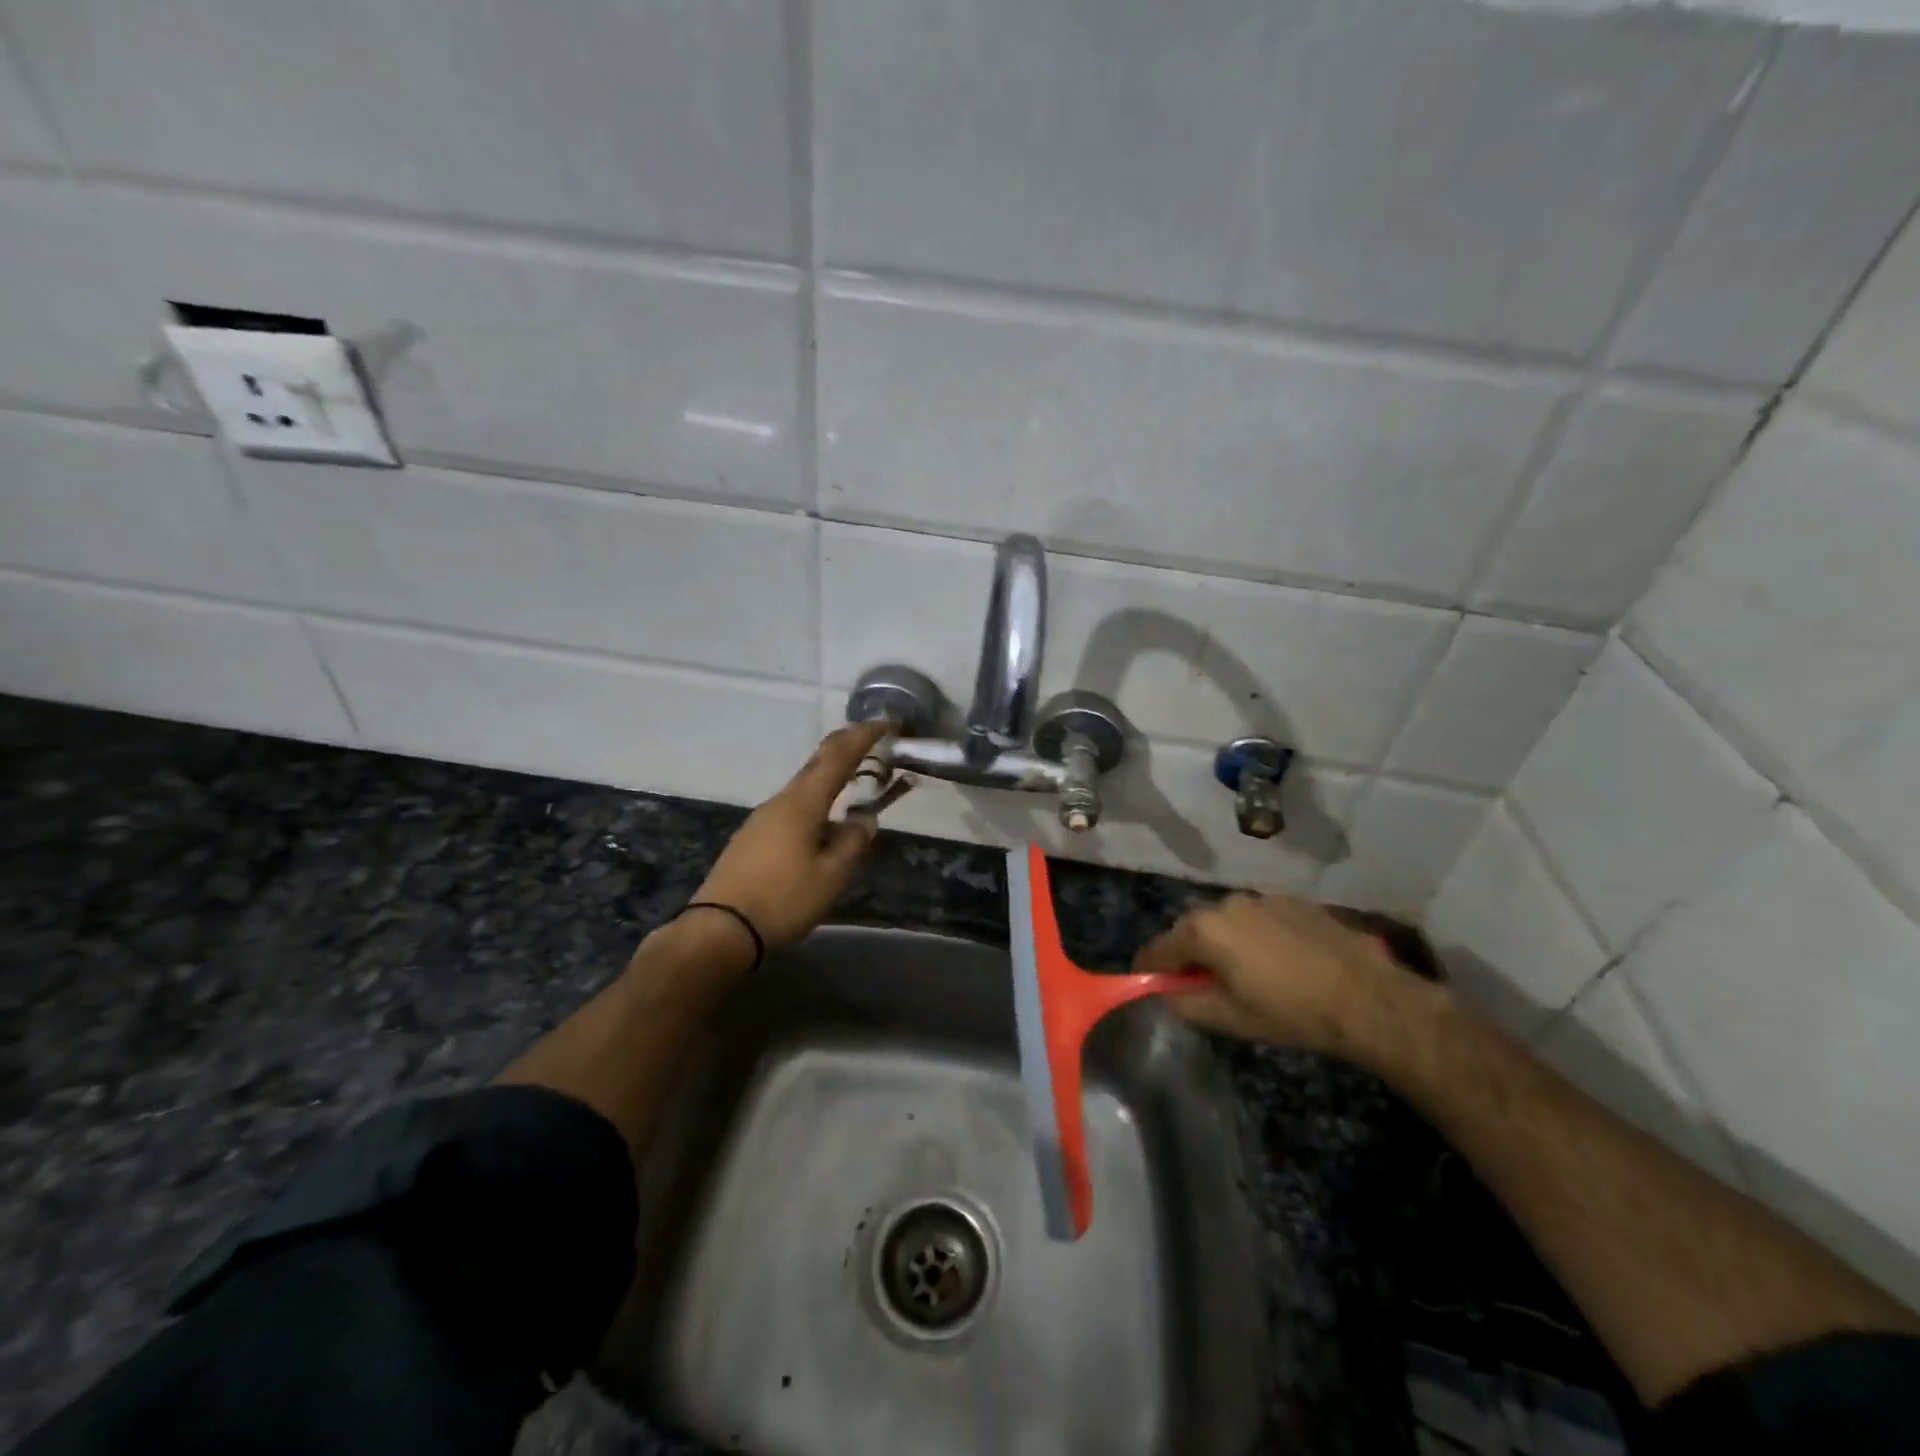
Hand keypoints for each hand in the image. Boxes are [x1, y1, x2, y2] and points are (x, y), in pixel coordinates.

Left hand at [692, 721, 891, 952]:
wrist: (719, 929)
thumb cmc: (782, 900)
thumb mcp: (831, 876)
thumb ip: (853, 843)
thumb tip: (863, 821)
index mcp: (803, 803)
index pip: (838, 757)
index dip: (864, 736)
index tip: (887, 723)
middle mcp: (781, 801)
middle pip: (817, 764)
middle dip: (846, 748)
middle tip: (874, 742)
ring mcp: (763, 818)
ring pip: (804, 787)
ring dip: (831, 777)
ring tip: (855, 783)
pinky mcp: (753, 837)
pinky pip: (793, 807)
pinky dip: (816, 801)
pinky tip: (823, 822)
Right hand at [1132, 892, 1433, 1061]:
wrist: (1367, 997)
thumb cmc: (1291, 1012)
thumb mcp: (1230, 1018)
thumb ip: (1186, 1003)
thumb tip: (1166, 993)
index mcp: (1204, 930)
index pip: (1158, 948)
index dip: (1149, 968)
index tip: (1148, 983)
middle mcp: (1226, 903)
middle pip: (1191, 929)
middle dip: (1188, 954)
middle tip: (1200, 984)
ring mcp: (1261, 898)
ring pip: (1226, 920)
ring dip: (1223, 942)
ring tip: (1243, 972)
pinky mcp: (1292, 901)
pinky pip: (1258, 917)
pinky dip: (1254, 935)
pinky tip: (1277, 961)